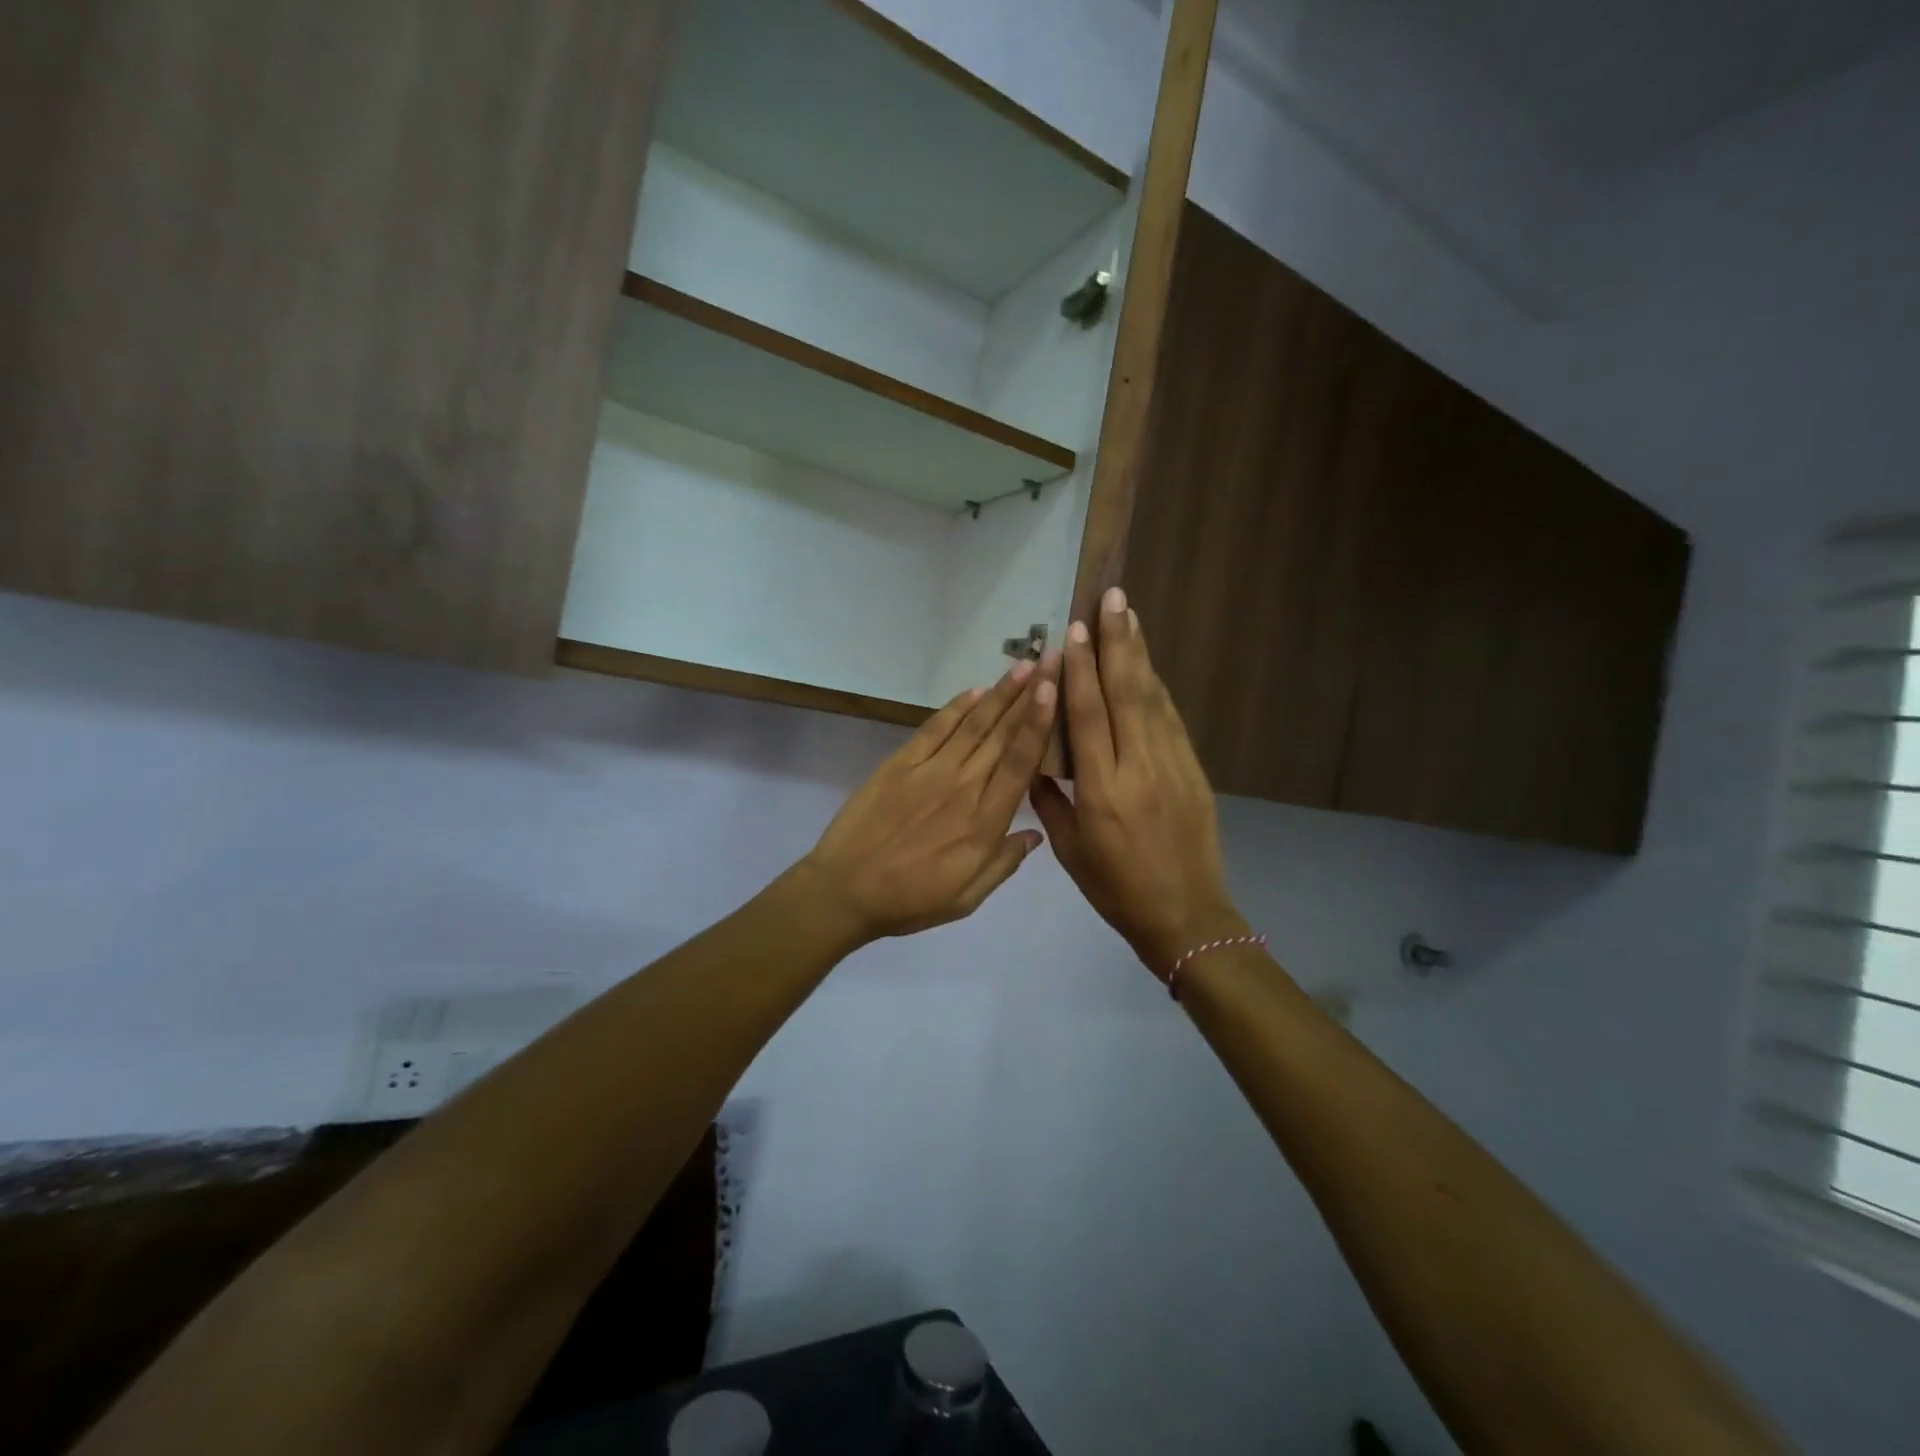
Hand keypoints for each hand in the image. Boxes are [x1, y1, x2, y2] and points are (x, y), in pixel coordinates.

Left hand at [802, 653, 1060, 940]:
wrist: (845, 890)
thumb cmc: (910, 900)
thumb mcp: (967, 898)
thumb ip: (1004, 863)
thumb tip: (1036, 833)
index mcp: (984, 823)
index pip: (1020, 763)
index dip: (1040, 724)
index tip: (1056, 691)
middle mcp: (963, 788)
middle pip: (1002, 735)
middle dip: (1030, 696)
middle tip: (1052, 661)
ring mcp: (929, 771)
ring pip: (973, 725)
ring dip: (1000, 693)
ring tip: (1023, 666)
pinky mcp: (900, 763)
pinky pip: (935, 728)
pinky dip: (956, 707)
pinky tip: (976, 691)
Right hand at [1030, 589, 1246, 980]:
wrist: (1186, 915)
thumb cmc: (1116, 889)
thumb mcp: (1069, 851)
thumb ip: (1049, 800)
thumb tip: (1036, 758)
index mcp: (1101, 792)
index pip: (1088, 717)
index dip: (1079, 670)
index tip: (1072, 631)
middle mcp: (1139, 769)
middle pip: (1127, 693)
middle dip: (1117, 642)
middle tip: (1111, 598)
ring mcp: (1173, 767)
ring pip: (1153, 699)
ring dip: (1140, 654)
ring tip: (1130, 615)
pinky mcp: (1194, 771)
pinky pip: (1171, 720)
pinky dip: (1157, 688)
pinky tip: (1148, 666)